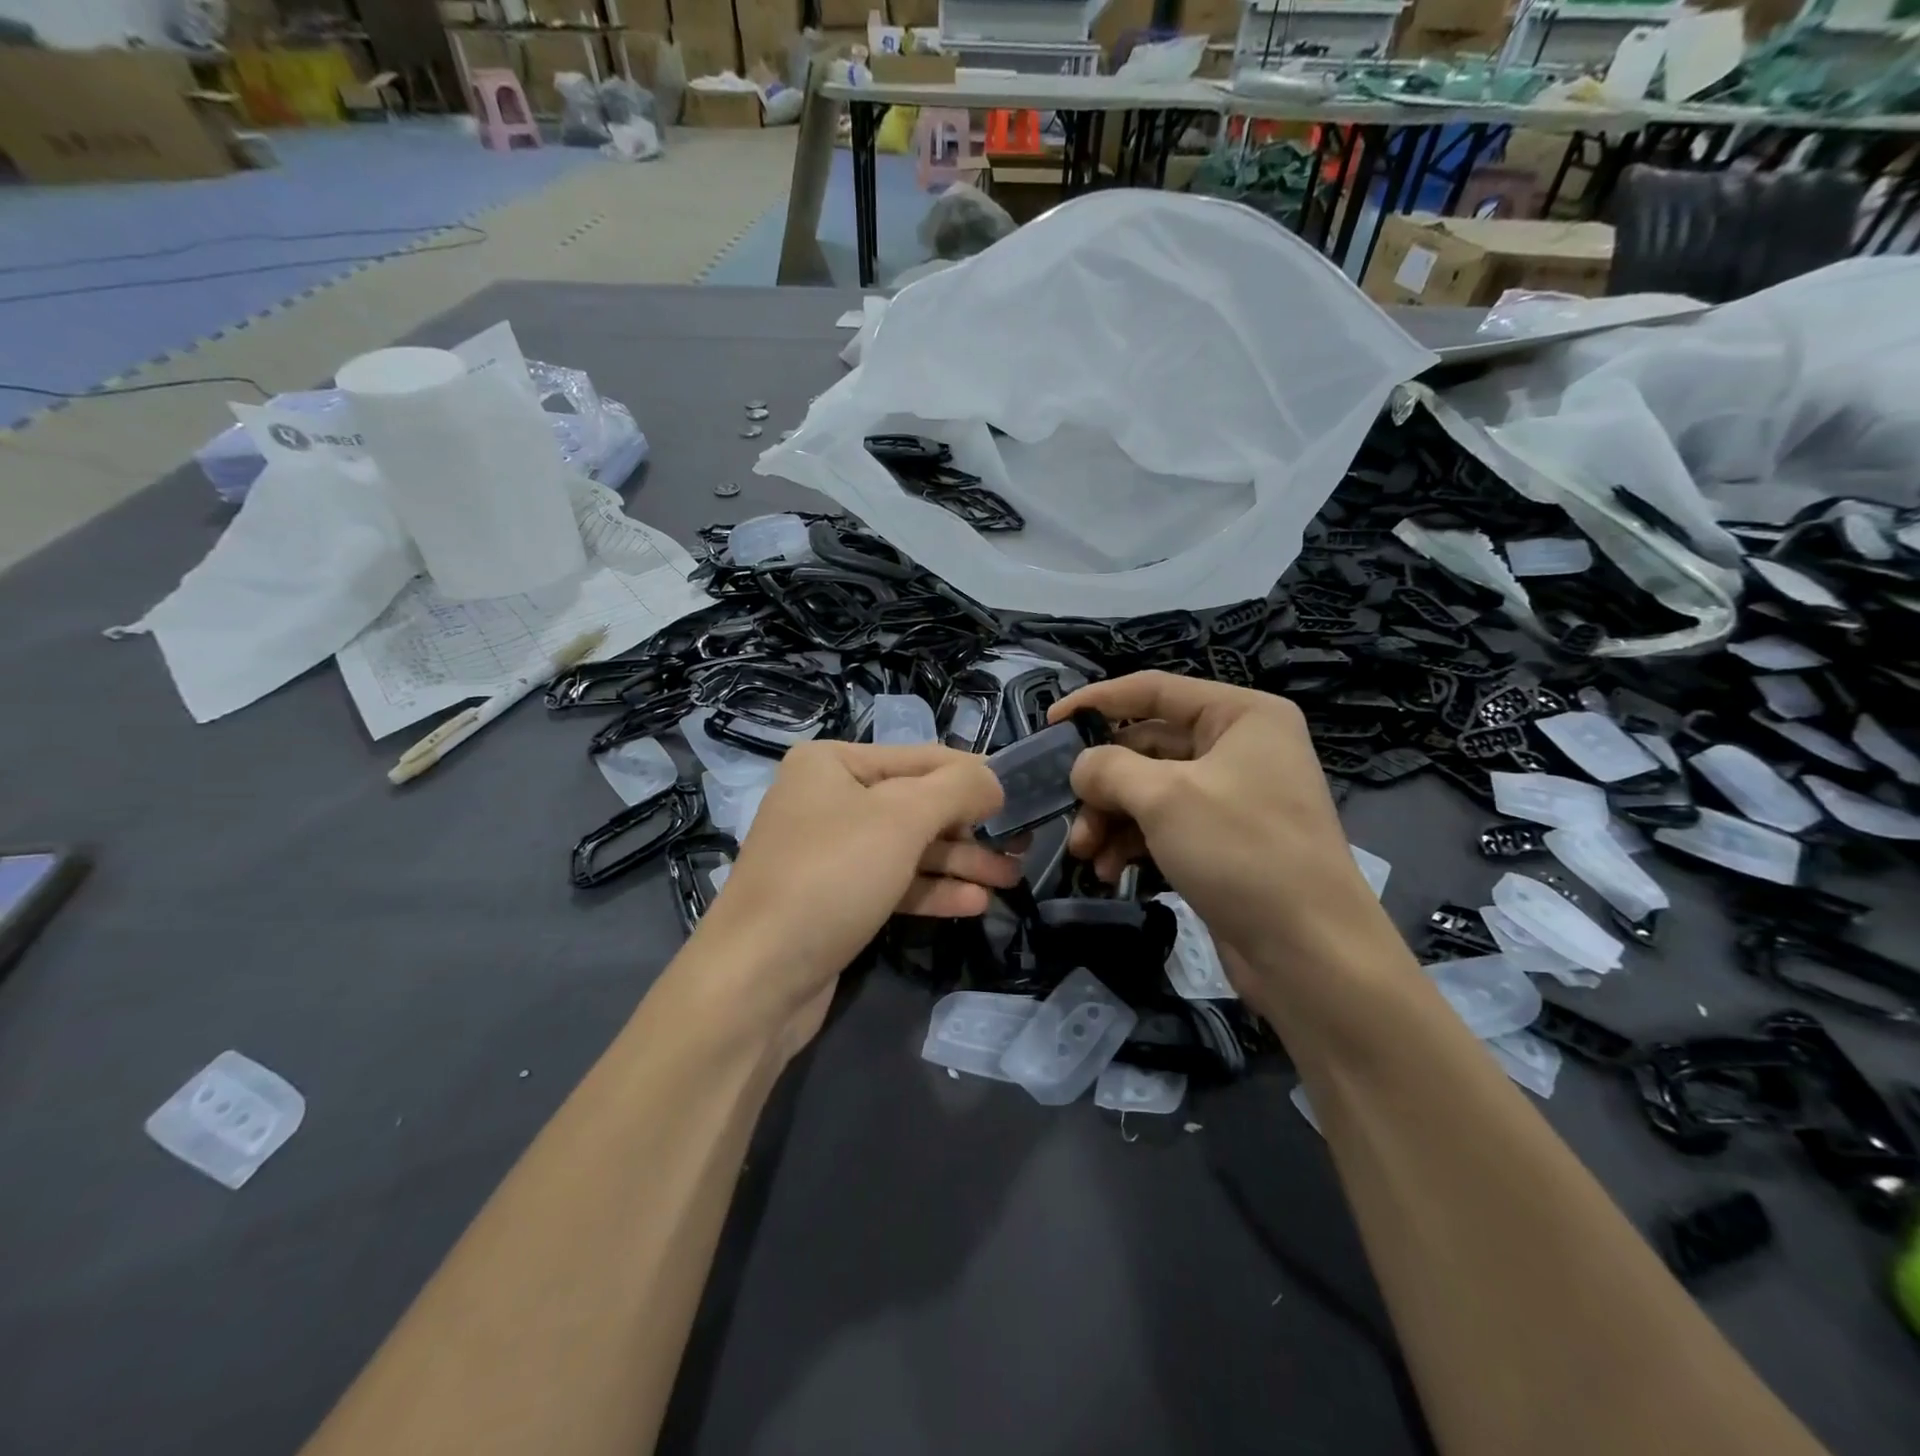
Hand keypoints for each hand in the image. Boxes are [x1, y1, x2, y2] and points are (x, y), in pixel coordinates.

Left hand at [688, 741, 1017, 1051]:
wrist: (757, 978)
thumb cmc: (832, 875)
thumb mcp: (902, 818)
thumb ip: (957, 789)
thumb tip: (994, 779)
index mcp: (833, 763)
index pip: (922, 758)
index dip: (975, 776)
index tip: (1024, 795)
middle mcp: (829, 800)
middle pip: (916, 805)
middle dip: (971, 827)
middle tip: (1022, 846)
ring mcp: (830, 852)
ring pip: (909, 848)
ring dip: (960, 861)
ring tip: (1011, 877)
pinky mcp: (836, 898)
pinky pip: (893, 883)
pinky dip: (932, 890)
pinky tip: (975, 902)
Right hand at [1049, 672, 1405, 1003]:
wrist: (1310, 953)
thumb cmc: (1241, 851)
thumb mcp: (1165, 797)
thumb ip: (1109, 768)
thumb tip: (1080, 766)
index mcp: (1240, 715)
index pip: (1154, 689)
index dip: (1097, 701)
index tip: (1049, 723)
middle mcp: (1238, 748)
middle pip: (1147, 746)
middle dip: (1103, 782)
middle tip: (1068, 812)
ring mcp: (1232, 797)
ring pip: (1150, 791)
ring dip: (1110, 818)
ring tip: (1083, 853)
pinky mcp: (1223, 842)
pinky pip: (1163, 826)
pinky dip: (1131, 843)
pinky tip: (1107, 870)